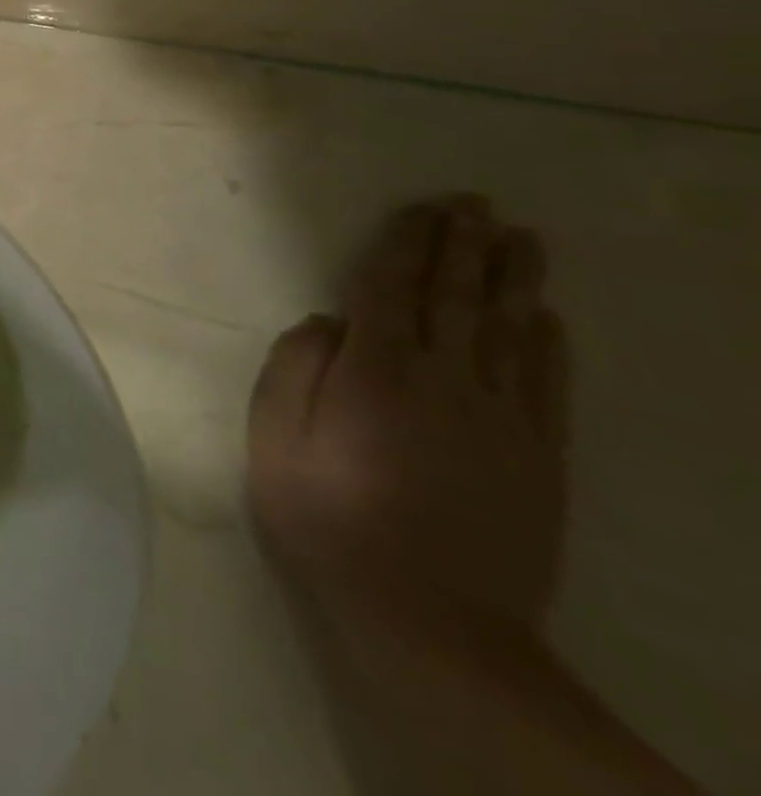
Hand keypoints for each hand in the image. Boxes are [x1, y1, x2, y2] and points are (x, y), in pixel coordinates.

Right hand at [247, 197, 568, 638]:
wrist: (429, 620)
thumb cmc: (327, 517)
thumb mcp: (274, 438)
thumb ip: (294, 368)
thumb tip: (326, 322)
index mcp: (374, 371)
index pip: (390, 288)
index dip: (405, 243)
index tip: (421, 209)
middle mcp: (443, 381)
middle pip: (456, 297)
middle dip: (465, 245)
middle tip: (476, 203)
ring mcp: (500, 419)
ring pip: (510, 330)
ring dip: (514, 279)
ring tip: (522, 238)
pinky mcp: (537, 457)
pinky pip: (546, 385)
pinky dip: (548, 343)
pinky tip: (547, 317)